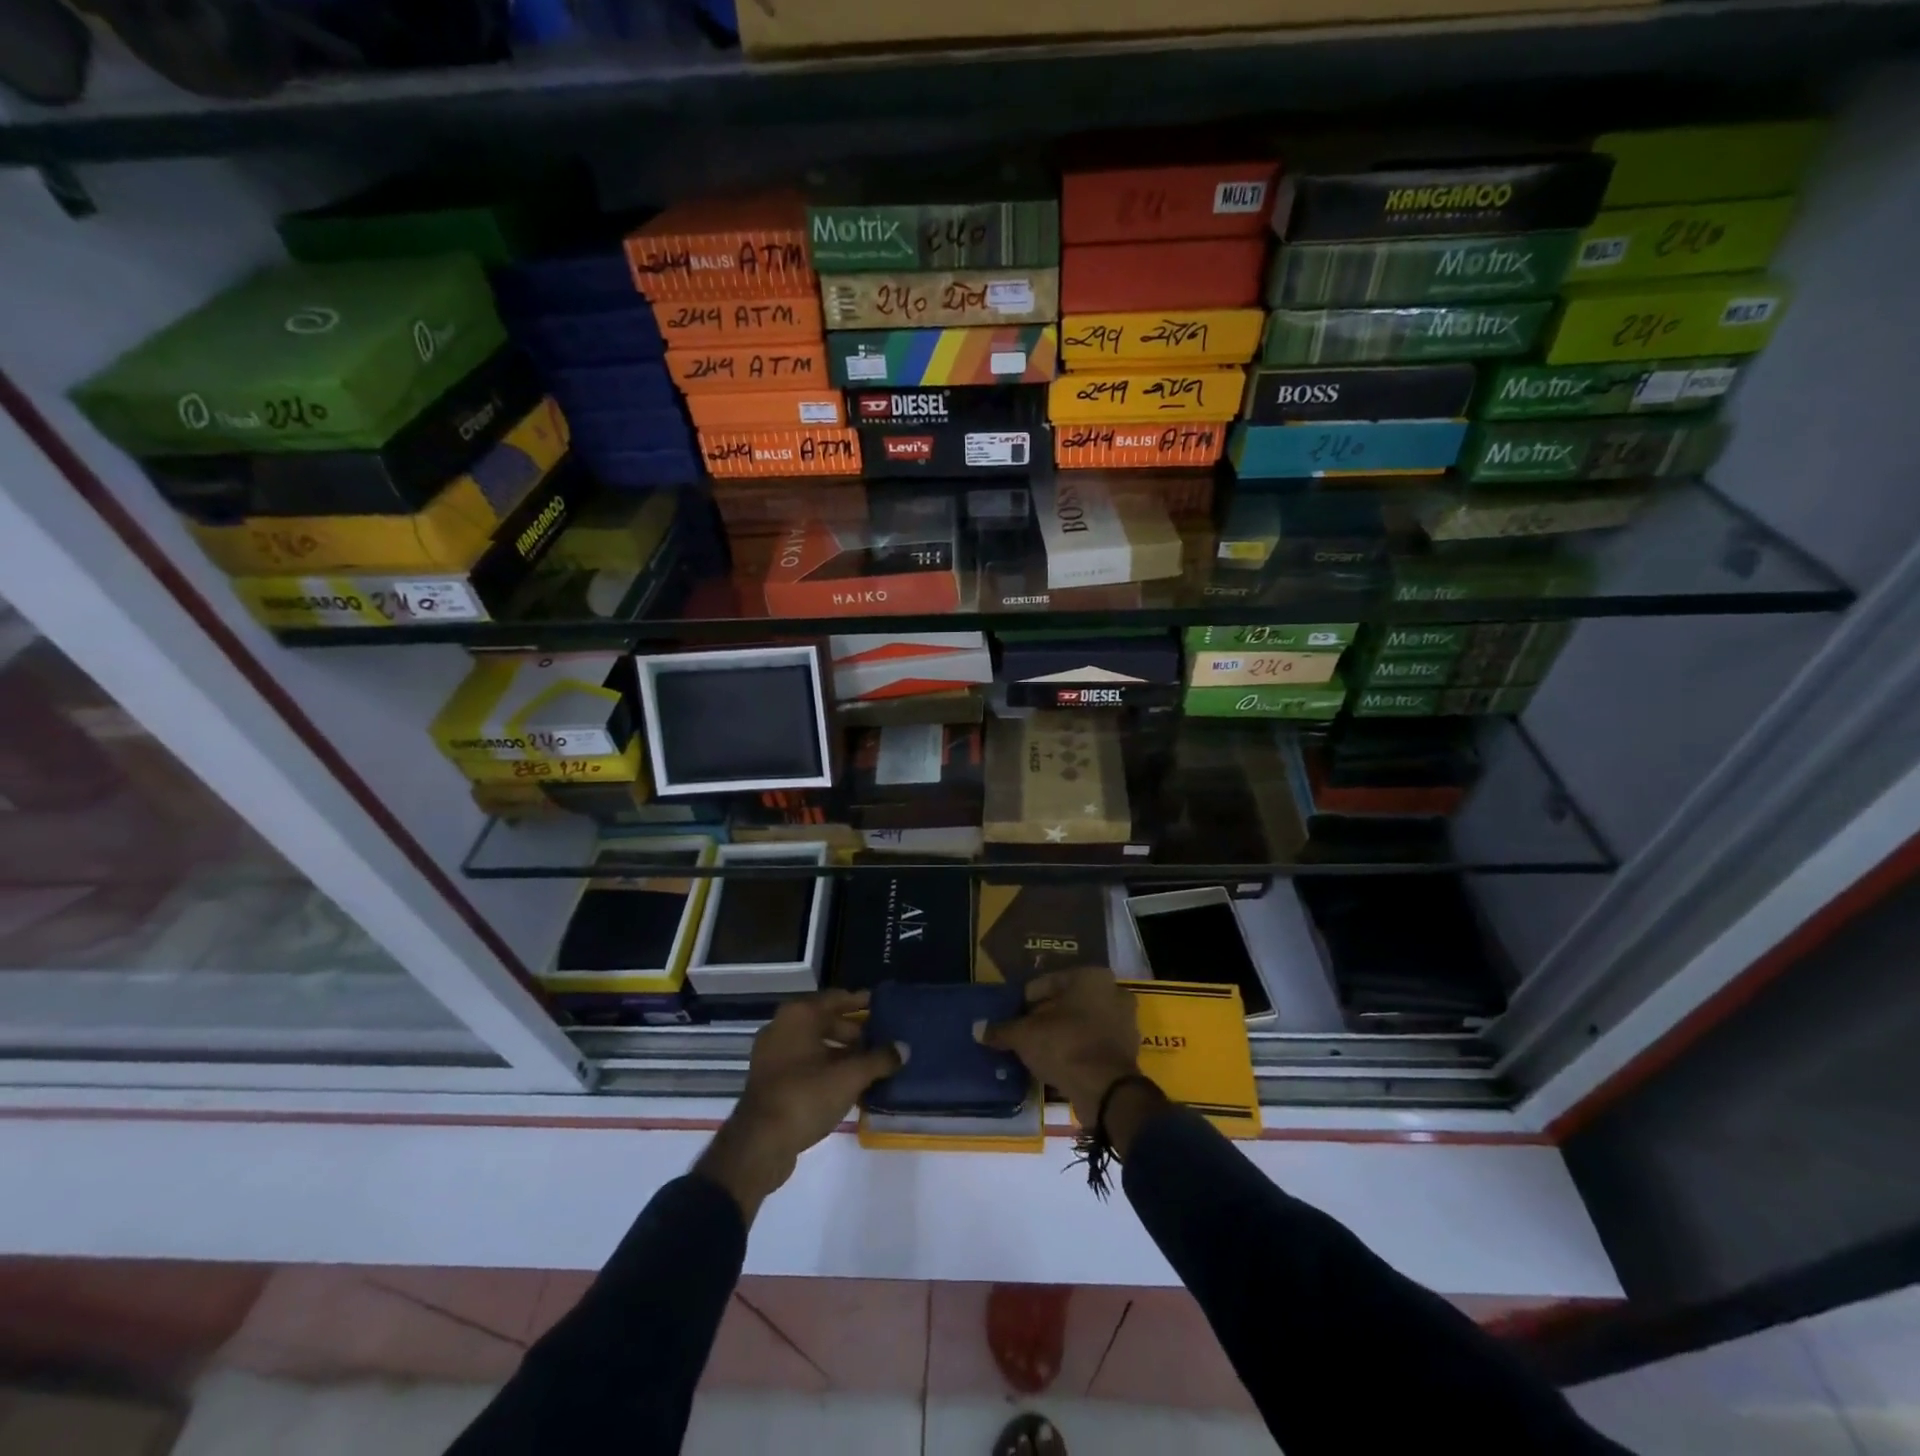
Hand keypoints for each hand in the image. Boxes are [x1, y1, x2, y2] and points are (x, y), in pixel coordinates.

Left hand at [695, 990, 902, 1222]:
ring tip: (869, 1064)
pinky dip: (826, 1069)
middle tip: (879, 1039)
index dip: (859, 1001)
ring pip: (815, 1045)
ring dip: (841, 1053)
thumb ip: (879, 1060)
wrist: (759, 1144)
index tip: (880, 1004)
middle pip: (824, 1021)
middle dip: (853, 1031)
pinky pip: (805, 1064)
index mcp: (798, 1015)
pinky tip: (848, 1084)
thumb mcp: (849, 1077)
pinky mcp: (770, 1081)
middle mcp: (782, 1027)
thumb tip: (904, 1049)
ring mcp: (772, 1055)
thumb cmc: (806, 1096)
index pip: (835, 998)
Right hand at [977, 967, 1143, 1127]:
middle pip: (1067, 1002)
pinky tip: (1059, 1062)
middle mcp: (1112, 991)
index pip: (1046, 983)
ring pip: (1082, 1022)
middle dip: (1046, 1016)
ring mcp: (1125, 1020)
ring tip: (1040, 1050)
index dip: (1025, 1002)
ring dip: (1063, 1033)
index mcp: (1091, 976)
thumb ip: (1003, 1030)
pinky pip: (1094, 1042)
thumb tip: (978, 1029)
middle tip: (1026, 1034)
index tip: (1013, 1019)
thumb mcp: (1025, 1036)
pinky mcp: (1128, 1049)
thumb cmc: (1065, 1046)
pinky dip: (1078, 1048)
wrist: (1107, 1090)